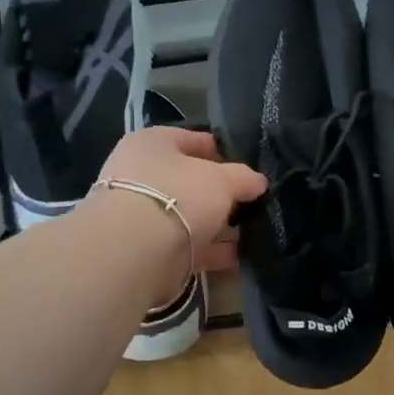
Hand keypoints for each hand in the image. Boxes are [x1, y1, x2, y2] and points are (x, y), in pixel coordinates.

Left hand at [94, 126, 265, 292]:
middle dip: (223, 193)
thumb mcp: (222, 179)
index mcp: (152, 144)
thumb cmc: (178, 196)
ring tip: (256, 229)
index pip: (195, 140)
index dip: (226, 152)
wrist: (135, 252)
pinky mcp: (149, 249)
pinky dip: (214, 250)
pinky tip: (242, 255)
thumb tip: (258, 182)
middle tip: (255, 201)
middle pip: (192, 181)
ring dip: (220, 224)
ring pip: (191, 216)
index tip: (252, 167)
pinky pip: (190, 245)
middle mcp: (142, 175)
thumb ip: (244, 178)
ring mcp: (143, 214)